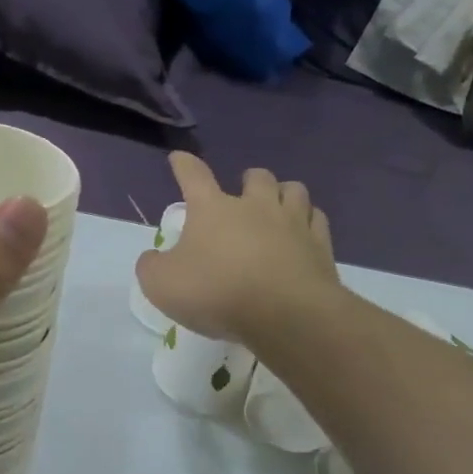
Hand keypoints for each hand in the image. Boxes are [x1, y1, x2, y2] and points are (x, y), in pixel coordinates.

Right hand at [136, 153, 338, 348]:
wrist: (286, 315)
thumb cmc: (217, 293)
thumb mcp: (162, 285)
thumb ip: (151, 267)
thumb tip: (154, 257)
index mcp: (212, 209)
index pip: (193, 175)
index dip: (184, 165)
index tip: (179, 158)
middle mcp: (254, 206)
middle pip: (256, 176)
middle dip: (248, 180)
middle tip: (242, 195)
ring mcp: (292, 222)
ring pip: (293, 189)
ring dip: (283, 194)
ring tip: (277, 208)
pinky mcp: (320, 245)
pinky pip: (316, 219)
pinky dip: (308, 221)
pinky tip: (303, 233)